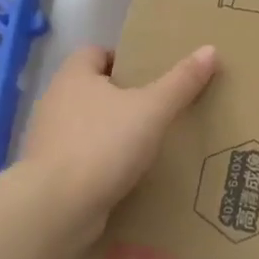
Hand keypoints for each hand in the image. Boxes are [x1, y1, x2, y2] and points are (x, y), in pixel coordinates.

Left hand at [18, 44, 218, 251]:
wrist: (55, 208)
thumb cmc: (103, 145)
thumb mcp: (152, 109)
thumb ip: (181, 81)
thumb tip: (210, 49)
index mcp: (74, 77)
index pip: (95, 53)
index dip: (122, 58)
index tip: (150, 74)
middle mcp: (55, 102)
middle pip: (91, 89)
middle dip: (121, 96)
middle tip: (157, 107)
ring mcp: (48, 140)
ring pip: (86, 125)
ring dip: (111, 131)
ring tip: (147, 142)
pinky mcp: (49, 174)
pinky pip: (81, 158)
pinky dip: (101, 162)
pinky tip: (126, 174)